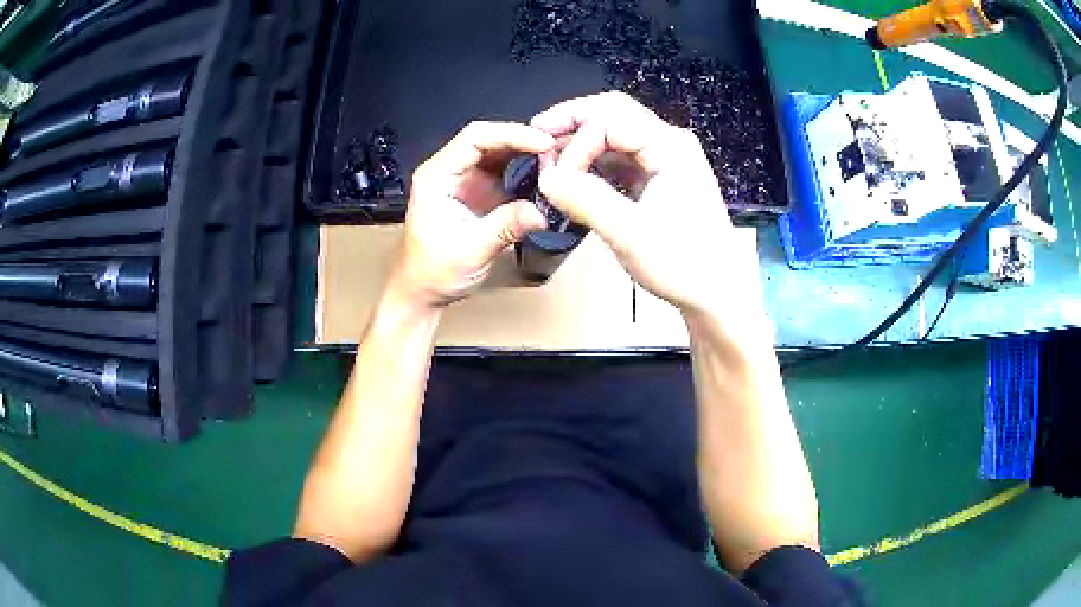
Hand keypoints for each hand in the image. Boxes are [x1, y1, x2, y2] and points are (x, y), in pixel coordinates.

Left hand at [386, 121, 553, 309]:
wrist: (422, 291)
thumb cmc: (432, 271)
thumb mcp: (471, 250)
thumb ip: (506, 226)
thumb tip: (541, 212)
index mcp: (437, 176)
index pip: (475, 139)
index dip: (512, 135)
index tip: (543, 143)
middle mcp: (449, 170)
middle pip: (488, 139)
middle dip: (523, 140)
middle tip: (556, 149)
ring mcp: (464, 179)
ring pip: (498, 152)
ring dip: (526, 152)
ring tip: (555, 159)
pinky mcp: (477, 191)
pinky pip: (503, 170)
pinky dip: (525, 169)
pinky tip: (544, 174)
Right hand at [533, 92, 762, 319]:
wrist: (718, 294)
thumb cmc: (685, 265)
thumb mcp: (631, 234)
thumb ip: (586, 200)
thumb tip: (545, 177)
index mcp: (670, 147)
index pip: (609, 119)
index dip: (574, 141)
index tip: (553, 177)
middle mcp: (670, 144)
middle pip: (613, 114)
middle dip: (573, 125)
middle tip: (538, 141)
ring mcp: (667, 161)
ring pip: (615, 136)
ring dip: (582, 145)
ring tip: (553, 164)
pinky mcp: (661, 180)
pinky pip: (622, 159)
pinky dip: (595, 164)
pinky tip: (577, 180)